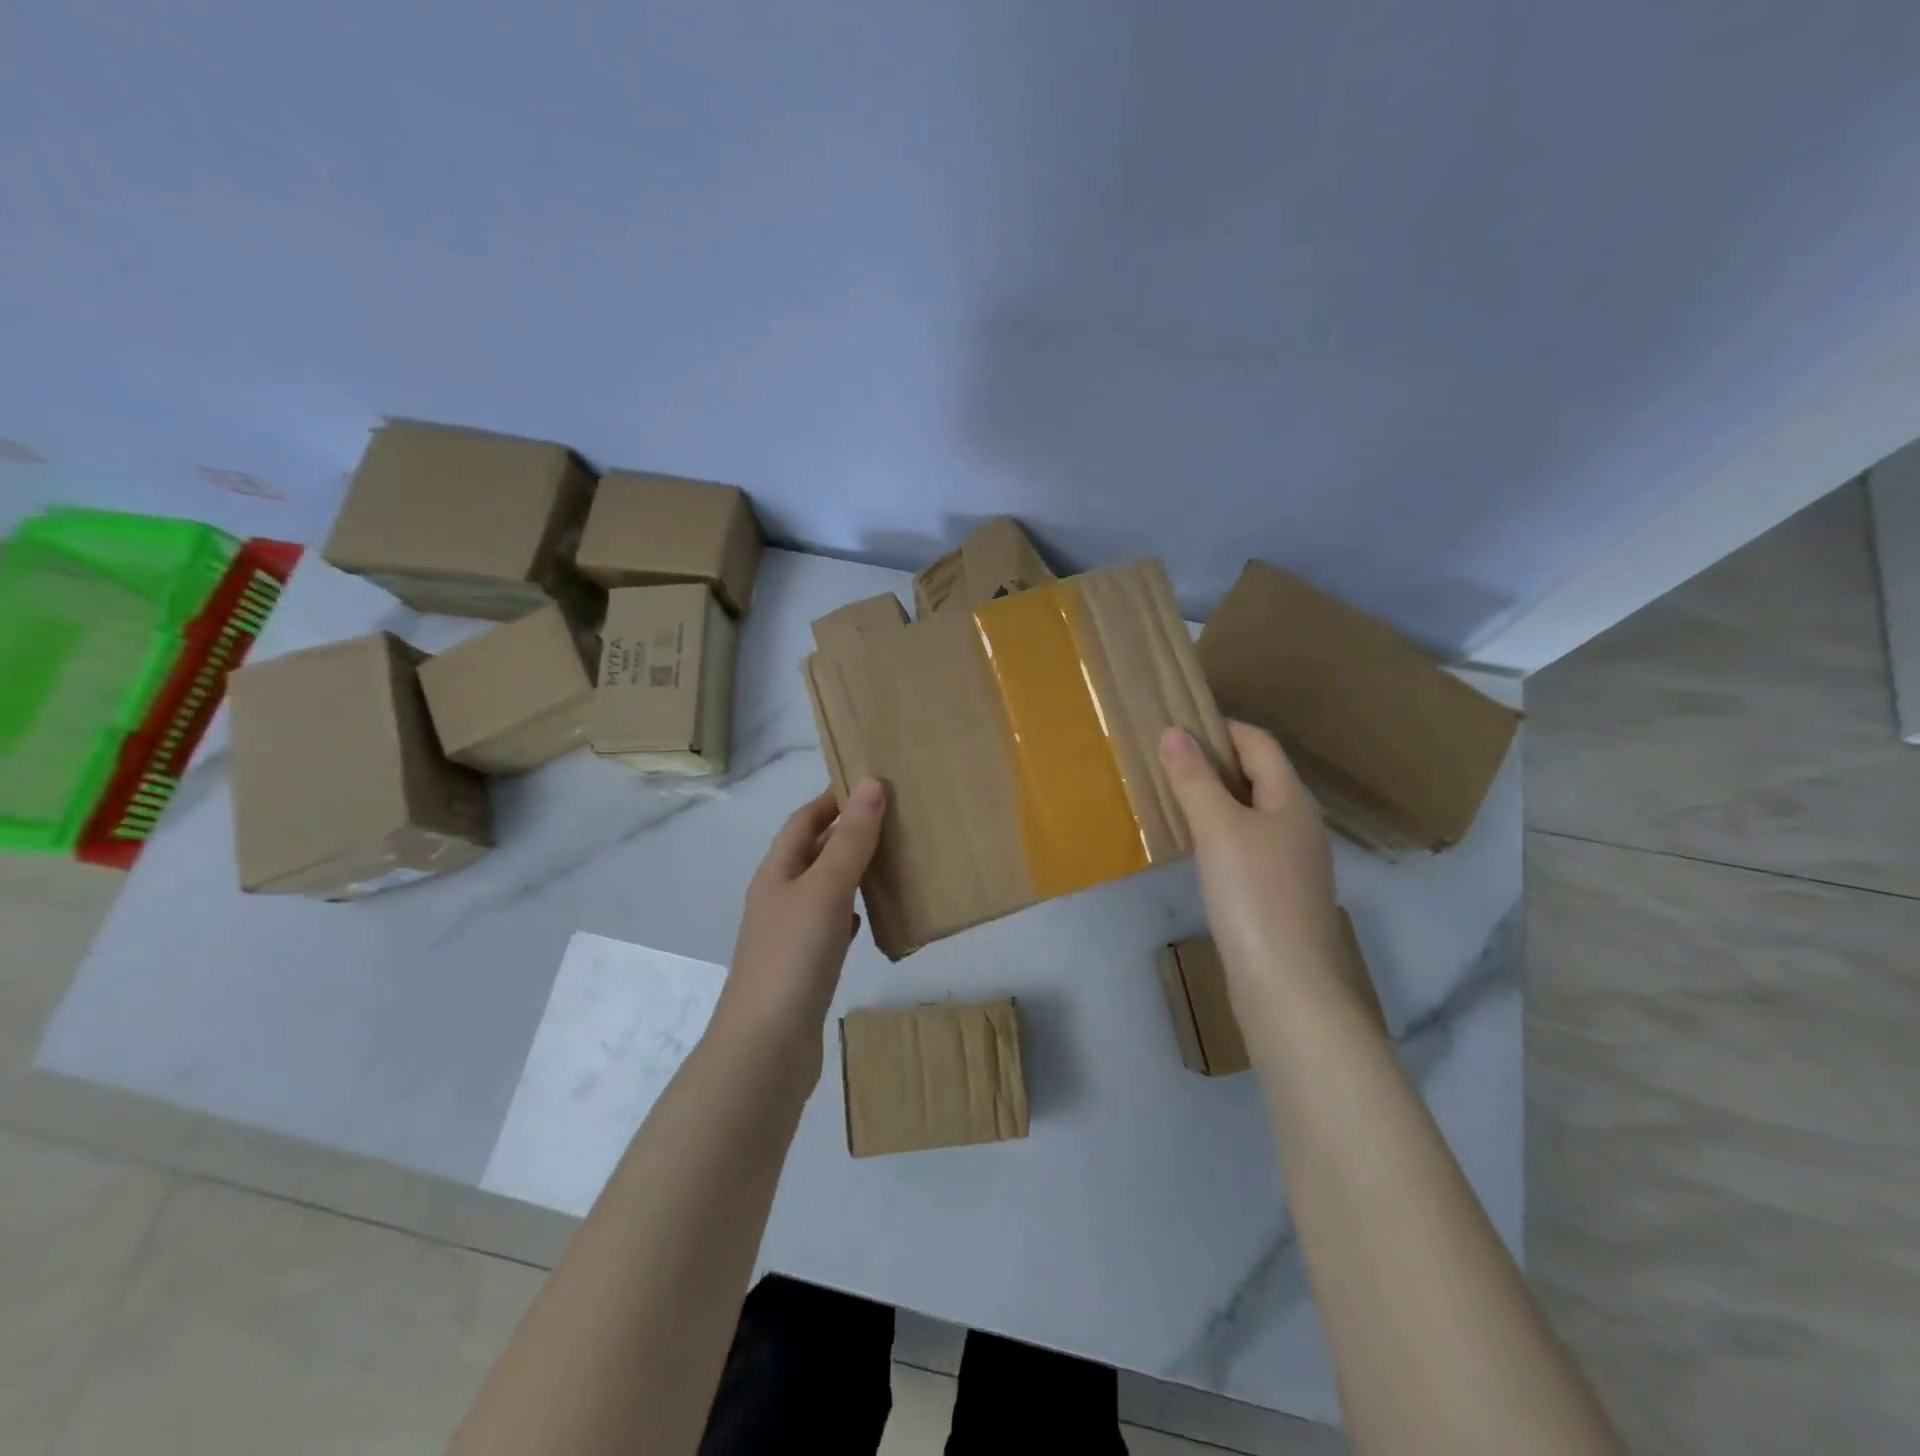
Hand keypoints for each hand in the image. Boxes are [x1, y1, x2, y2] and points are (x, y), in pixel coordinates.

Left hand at [717, 779, 886, 1053]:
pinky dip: (849, 912)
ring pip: (823, 888)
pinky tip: (868, 917)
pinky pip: (830, 925)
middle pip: (812, 852)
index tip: (871, 784)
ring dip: (850, 871)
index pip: (803, 820)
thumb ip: (850, 840)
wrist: (766, 1047)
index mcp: (777, 872)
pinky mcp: (803, 967)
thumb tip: (871, 784)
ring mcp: (788, 935)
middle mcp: (778, 898)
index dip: (832, 799)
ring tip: (890, 860)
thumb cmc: (793, 957)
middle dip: (846, 832)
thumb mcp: (825, 889)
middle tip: (893, 819)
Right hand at [1159, 722, 1359, 1028]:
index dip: (1219, 727)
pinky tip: (1195, 846)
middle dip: (1213, 761)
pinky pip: (1247, 842)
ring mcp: (1292, 860)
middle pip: (1257, 774)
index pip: (1258, 743)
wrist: (1288, 985)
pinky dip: (1220, 831)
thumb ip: (1195, 779)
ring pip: (1251, 810)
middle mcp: (1299, 823)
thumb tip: (1173, 731)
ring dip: (1214, 797)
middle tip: (1165, 761)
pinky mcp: (1279, 891)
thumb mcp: (1218, 829)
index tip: (1175, 726)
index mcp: (1292, 799)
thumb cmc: (1254, 895)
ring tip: (1172, 797)